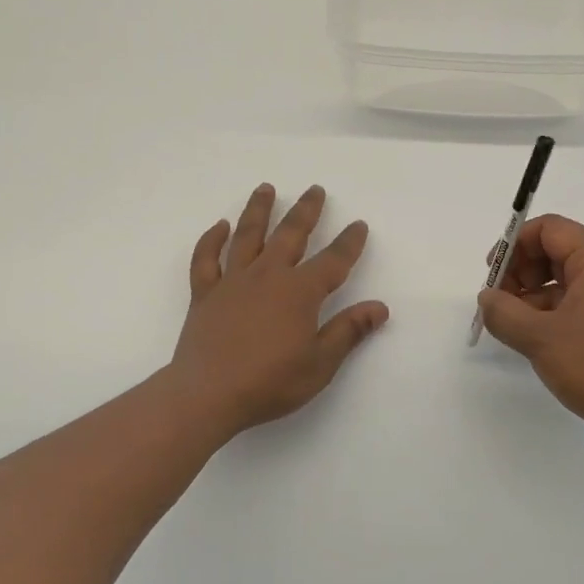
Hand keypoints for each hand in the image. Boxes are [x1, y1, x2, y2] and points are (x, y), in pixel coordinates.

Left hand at [169, 184, 388, 436]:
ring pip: (247, 235)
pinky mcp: (204, 294)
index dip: (349, 243)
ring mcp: (232, 281)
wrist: (207, 395)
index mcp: (299, 292)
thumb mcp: (320, 364)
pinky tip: (219, 226)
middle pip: (290, 234)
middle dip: (306, 211)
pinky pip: (206, 259)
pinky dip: (211, 240)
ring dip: (258, 210)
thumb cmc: (270, 383)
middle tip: (315, 190)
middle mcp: (267, 276)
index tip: (359, 225)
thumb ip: (349, 331)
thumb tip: (379, 307)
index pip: (333, 261)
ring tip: (266, 188)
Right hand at [476, 215, 583, 467]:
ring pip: (563, 284)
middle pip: (555, 252)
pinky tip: (532, 343)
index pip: (550, 229)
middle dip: (520, 271)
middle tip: (498, 302)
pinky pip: (575, 309)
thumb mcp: (539, 337)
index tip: (492, 273)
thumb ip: (503, 312)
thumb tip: (488, 299)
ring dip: (531, 297)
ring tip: (510, 327)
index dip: (515, 243)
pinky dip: (549, 317)